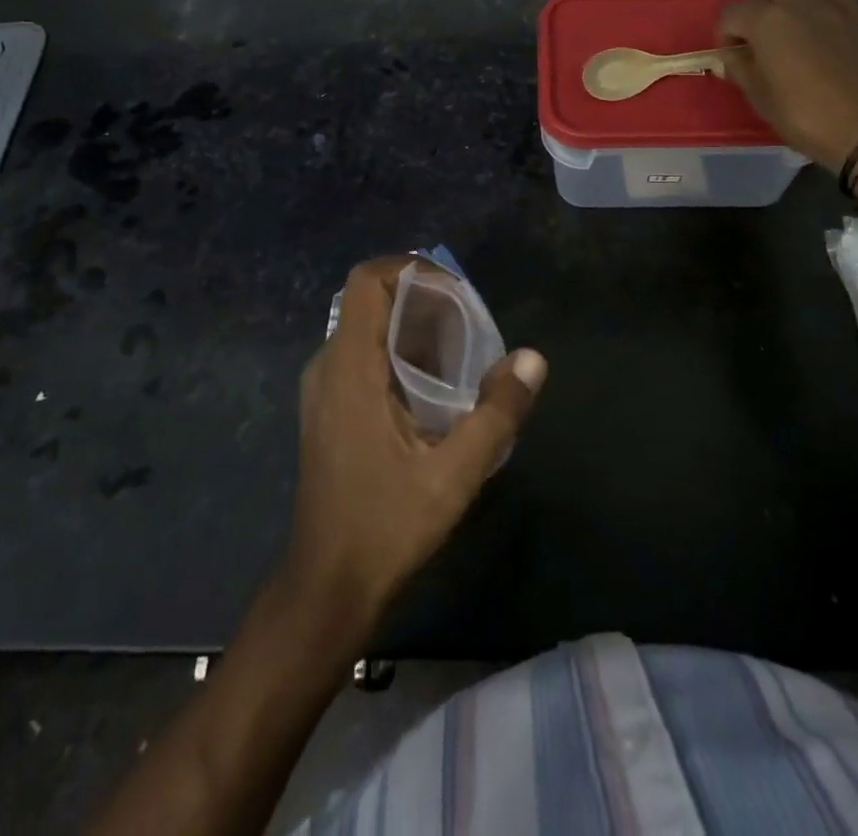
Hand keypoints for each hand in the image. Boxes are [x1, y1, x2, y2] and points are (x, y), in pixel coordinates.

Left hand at [282, 258, 546, 629]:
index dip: (411, 269)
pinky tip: (435, 389)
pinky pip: (363, 357)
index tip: (456, 291)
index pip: (367, 281)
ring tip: (462, 354)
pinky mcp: (328, 410)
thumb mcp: (453, 475)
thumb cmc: (385, 527)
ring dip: (414, 329)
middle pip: (372, 302)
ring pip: (368, 330)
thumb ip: (496, 413)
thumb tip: (533, 359)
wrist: (327, 587)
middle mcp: (328, 366)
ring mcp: (323, 389)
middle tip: (471, 326)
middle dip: (423, 301)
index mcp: (349, 368)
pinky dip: (399, 354)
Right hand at [717, 0, 857, 169]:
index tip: (731, 56)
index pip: (734, 12)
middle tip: (768, 31)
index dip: (726, 33)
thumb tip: (730, 58)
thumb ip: (742, 70)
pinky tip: (845, 36)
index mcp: (769, 21)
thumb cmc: (805, 116)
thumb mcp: (761, 99)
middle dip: (770, 0)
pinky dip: (849, 16)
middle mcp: (806, 4)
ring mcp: (846, 10)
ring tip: (809, 23)